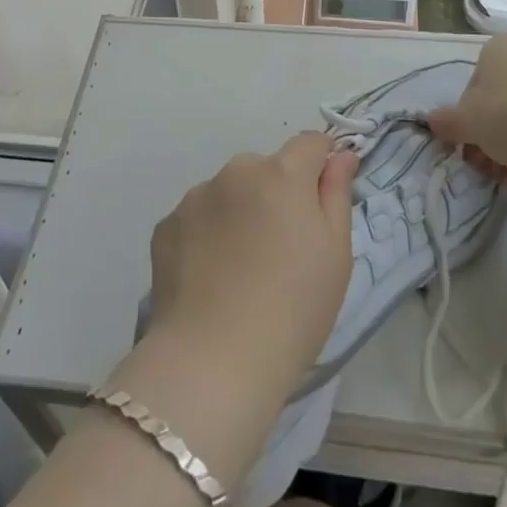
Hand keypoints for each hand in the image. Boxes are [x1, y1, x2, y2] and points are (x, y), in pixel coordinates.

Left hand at [138, 132, 359, 411]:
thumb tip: (340, 154)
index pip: (310, 143)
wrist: (214, 362)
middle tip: (282, 250)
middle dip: (277, 194)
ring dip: (240, 212)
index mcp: (282, 173)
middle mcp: (236, 172)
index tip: (323, 198)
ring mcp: (196, 197)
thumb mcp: (336, 254)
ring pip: (230, 192)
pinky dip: (208, 236)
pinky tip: (211, 279)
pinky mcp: (167, 226)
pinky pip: (198, 218)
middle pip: (266, 169)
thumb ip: (337, 193)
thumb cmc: (293, 309)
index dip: (321, 163)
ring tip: (242, 270)